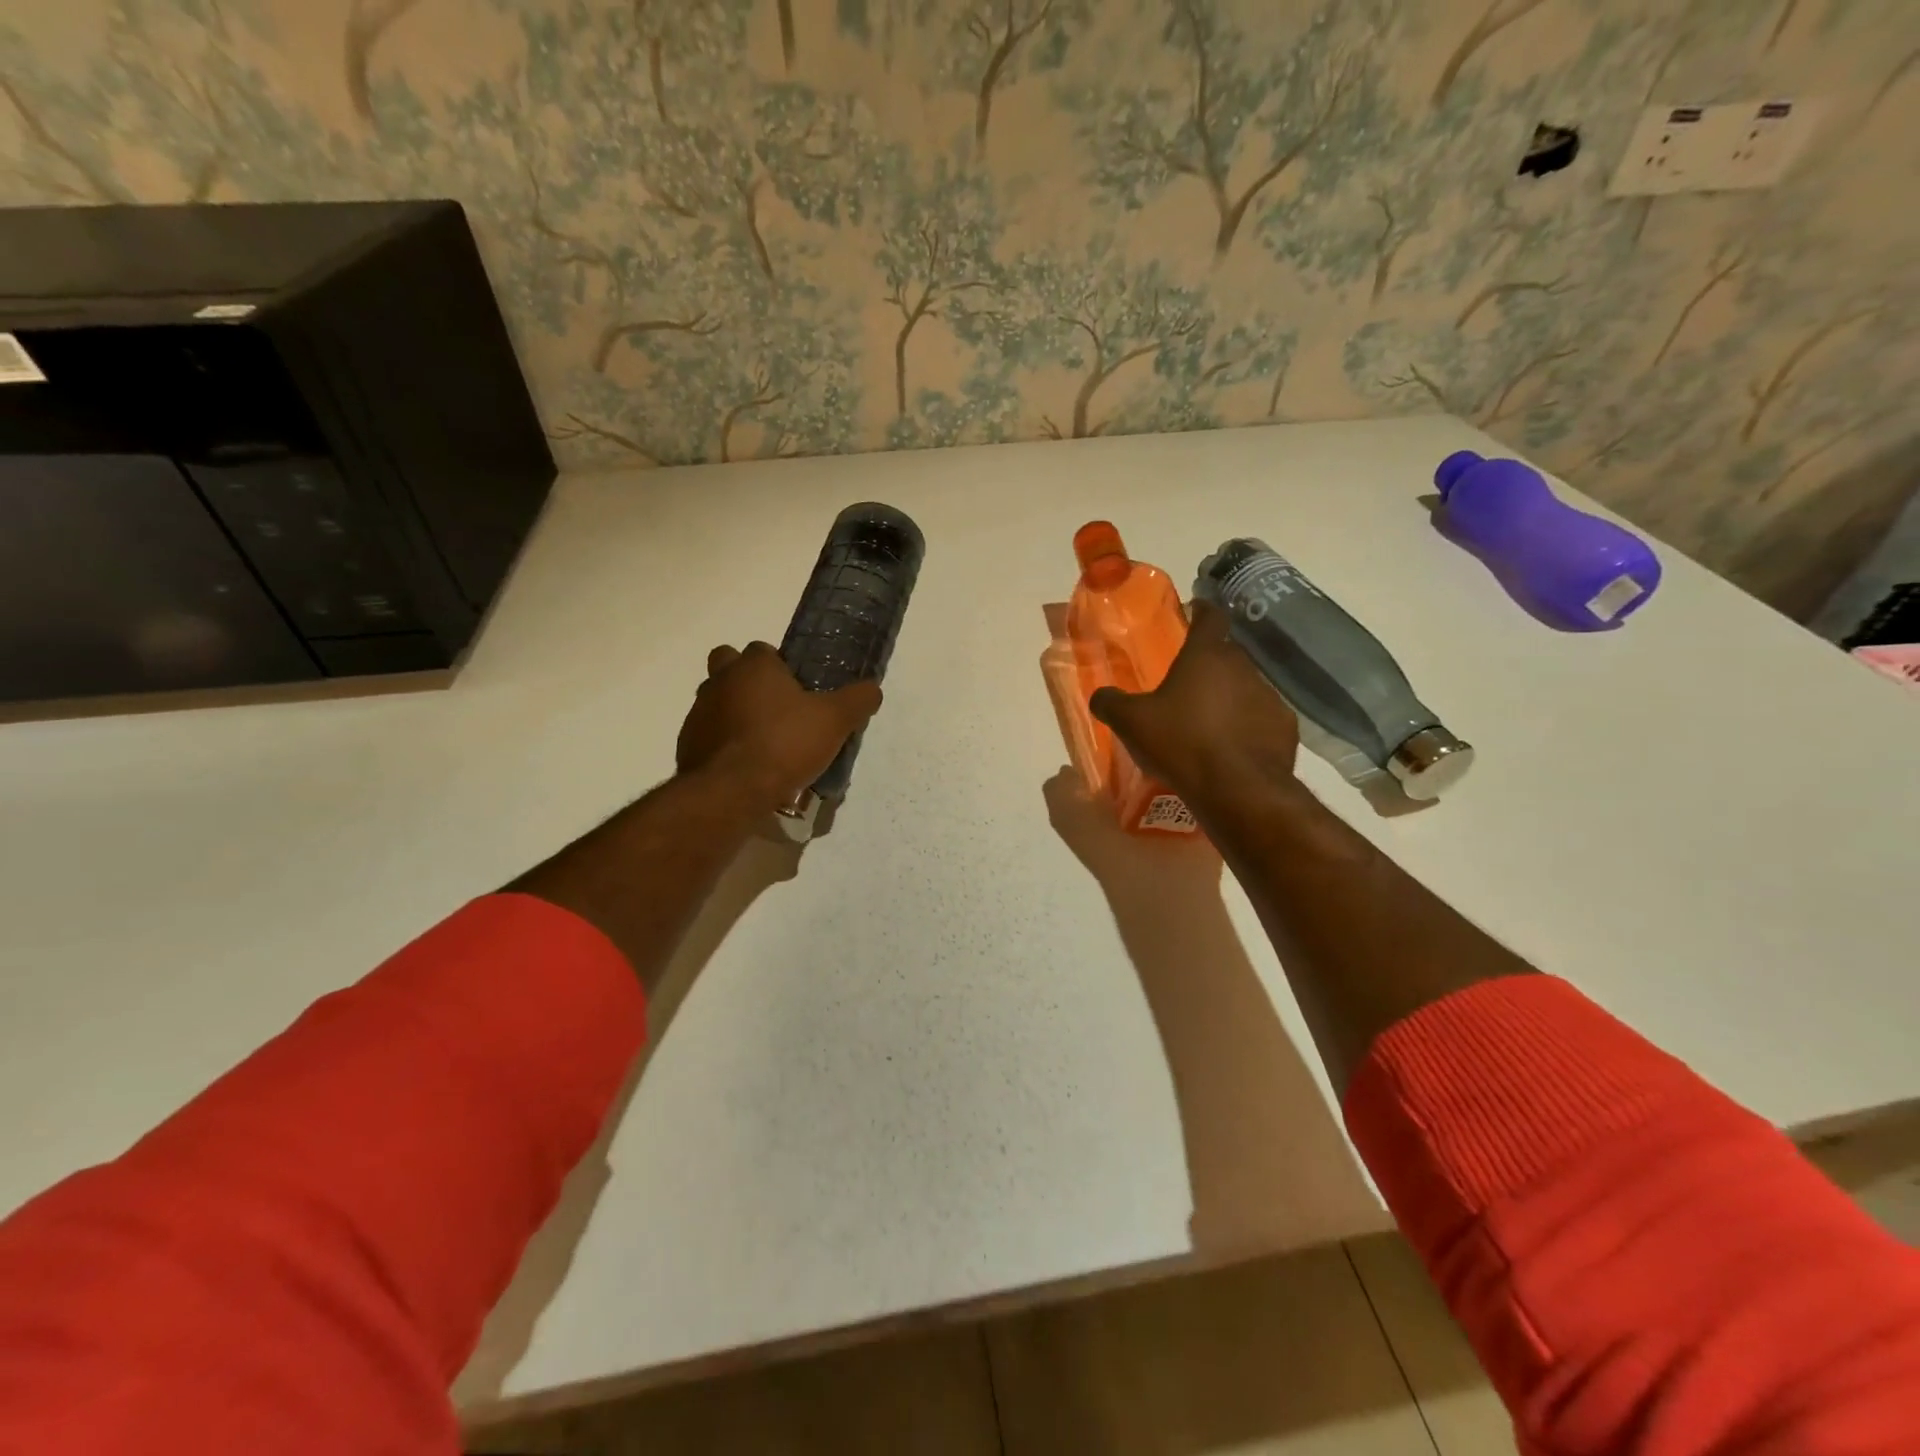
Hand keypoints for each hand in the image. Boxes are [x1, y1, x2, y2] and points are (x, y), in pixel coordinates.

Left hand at [676, 642, 882, 812]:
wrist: (731, 791)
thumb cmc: (784, 744)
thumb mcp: (835, 721)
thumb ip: (857, 700)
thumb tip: (873, 689)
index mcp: (753, 666)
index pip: (763, 650)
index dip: (780, 667)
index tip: (798, 690)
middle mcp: (719, 681)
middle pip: (728, 666)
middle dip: (747, 680)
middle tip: (775, 709)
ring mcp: (698, 713)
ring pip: (717, 701)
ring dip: (735, 713)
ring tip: (763, 743)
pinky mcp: (687, 745)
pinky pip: (708, 735)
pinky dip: (723, 744)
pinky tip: (745, 766)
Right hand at [1089, 601, 1301, 818]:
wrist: (1238, 789)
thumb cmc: (1180, 743)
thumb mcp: (1131, 723)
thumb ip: (1110, 703)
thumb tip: (1100, 695)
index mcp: (1205, 656)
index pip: (1210, 617)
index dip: (1202, 611)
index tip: (1195, 611)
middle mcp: (1243, 667)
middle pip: (1227, 654)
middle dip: (1210, 663)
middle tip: (1188, 682)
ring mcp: (1269, 697)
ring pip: (1246, 687)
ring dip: (1229, 697)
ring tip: (1209, 722)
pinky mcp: (1285, 727)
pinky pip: (1261, 718)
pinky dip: (1248, 725)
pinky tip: (1232, 747)